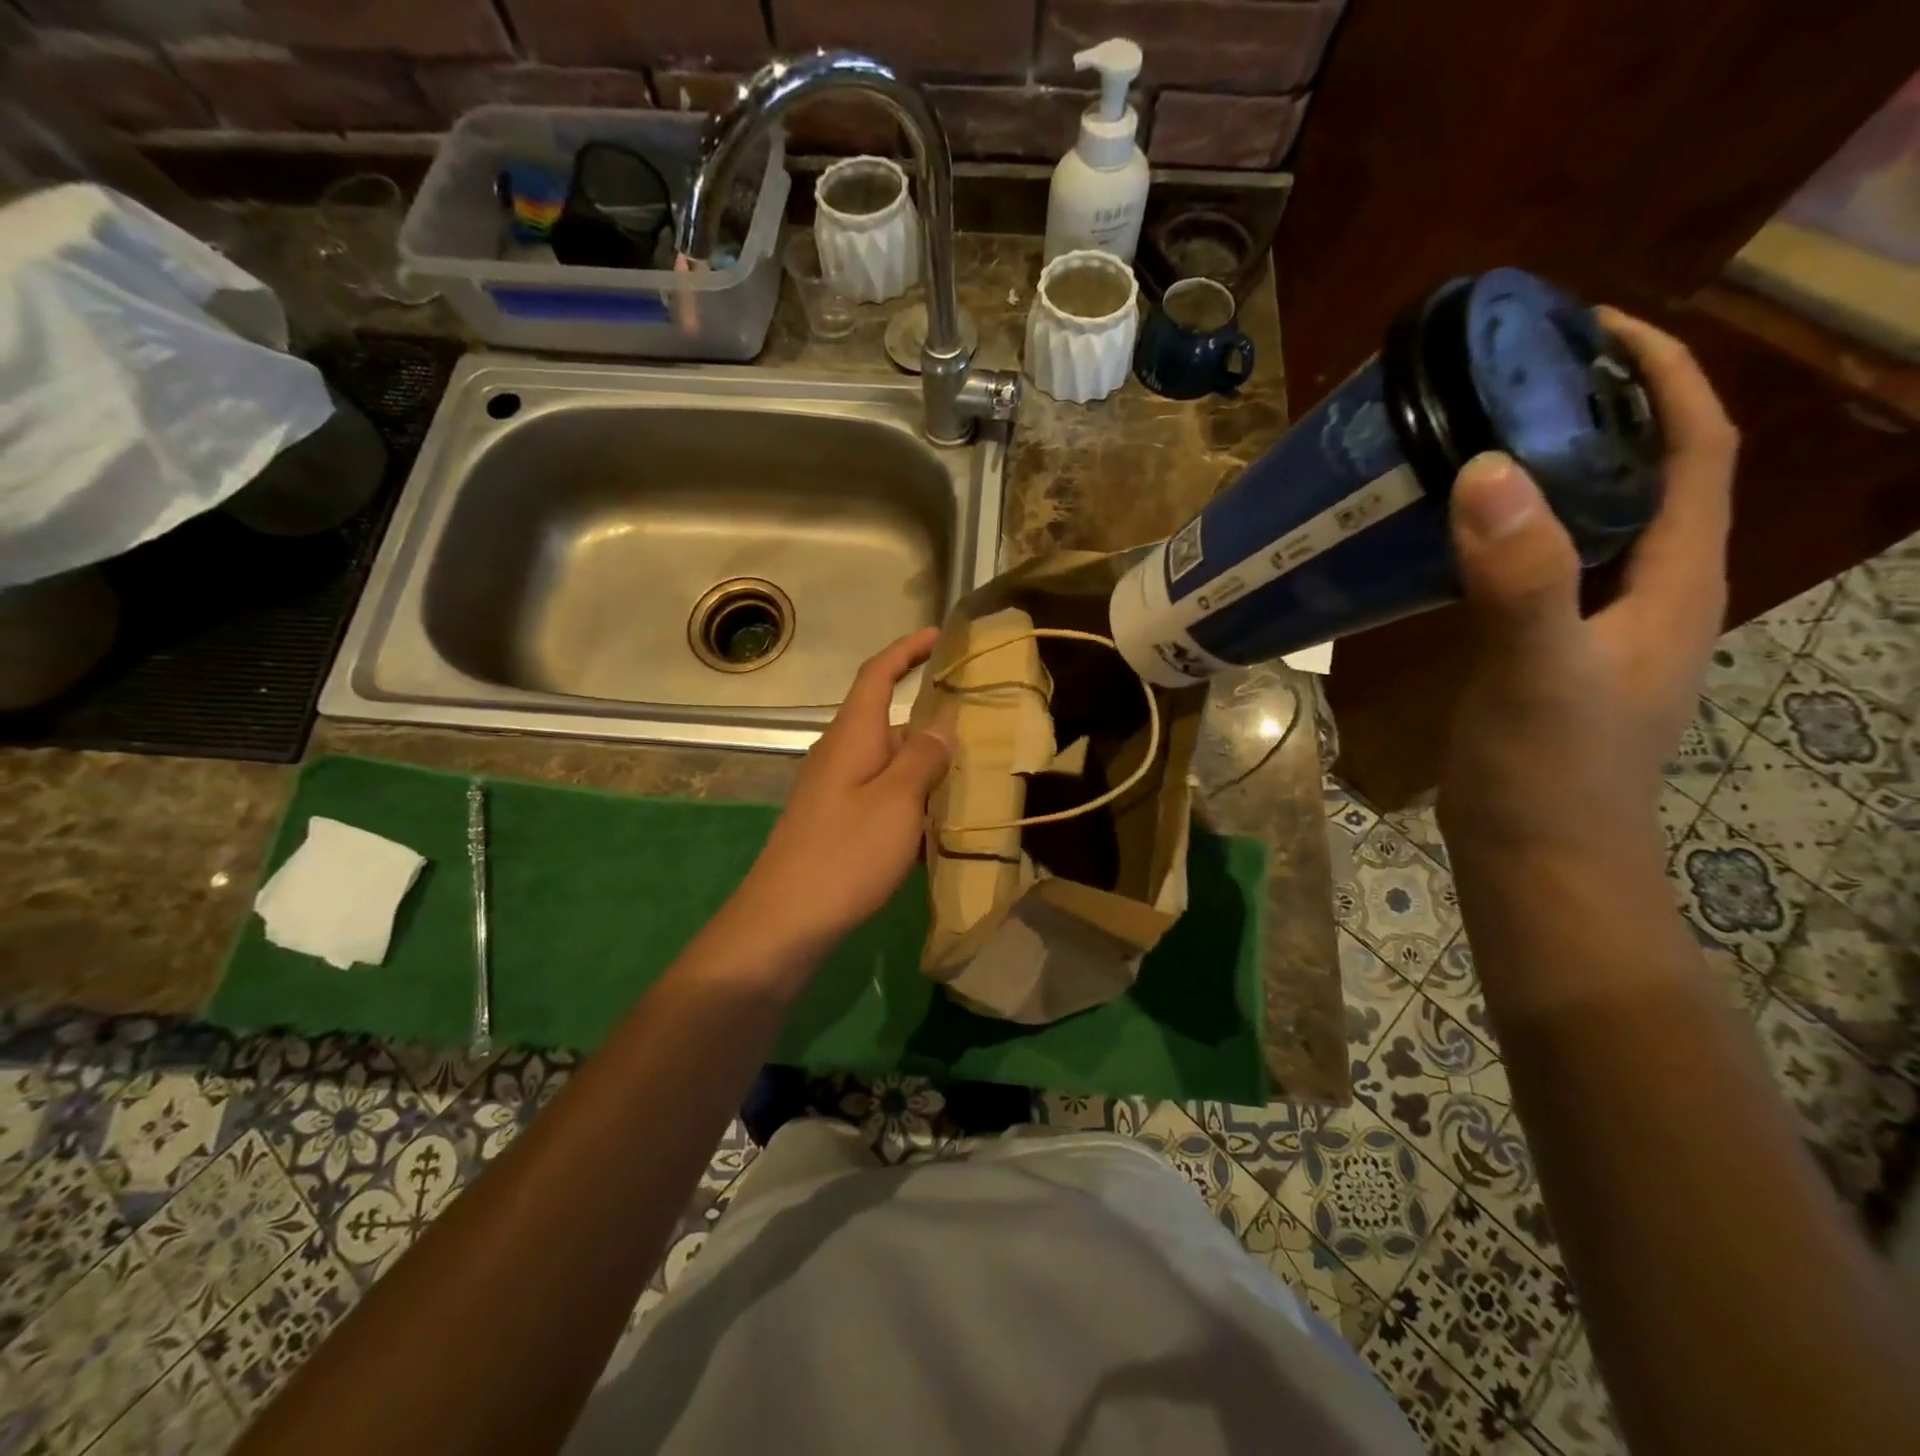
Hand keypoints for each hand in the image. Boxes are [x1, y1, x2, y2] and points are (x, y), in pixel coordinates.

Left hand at [732, 629, 954, 953]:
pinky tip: (940, 832)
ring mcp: (836, 793)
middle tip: (983, 731)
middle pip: (890, 724)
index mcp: (852, 737)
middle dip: (933, 725)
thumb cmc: (844, 854)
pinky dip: (913, 807)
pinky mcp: (837, 826)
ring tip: (974, 782)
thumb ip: (922, 757)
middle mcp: (841, 756)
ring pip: (891, 767)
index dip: (907, 650)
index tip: (940, 636)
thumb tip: (942, 721)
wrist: (785, 923)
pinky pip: (883, 801)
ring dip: (927, 772)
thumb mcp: (896, 802)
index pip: (877, 675)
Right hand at [1436, 308, 1737, 862]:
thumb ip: (1521, 577)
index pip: (1697, 448)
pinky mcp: (1548, 653)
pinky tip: (1454, 535)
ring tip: (1479, 439)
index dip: (1660, 377)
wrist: (1537, 862)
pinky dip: (1510, 532)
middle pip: (1647, 474)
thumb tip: (1486, 467)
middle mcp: (1651, 592)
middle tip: (1514, 379)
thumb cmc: (1552, 775)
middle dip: (1599, 411)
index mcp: (1675, 581)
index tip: (1589, 329)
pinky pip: (1542, 568)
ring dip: (1552, 471)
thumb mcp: (1538, 672)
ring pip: (1591, 522)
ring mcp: (1598, 626)